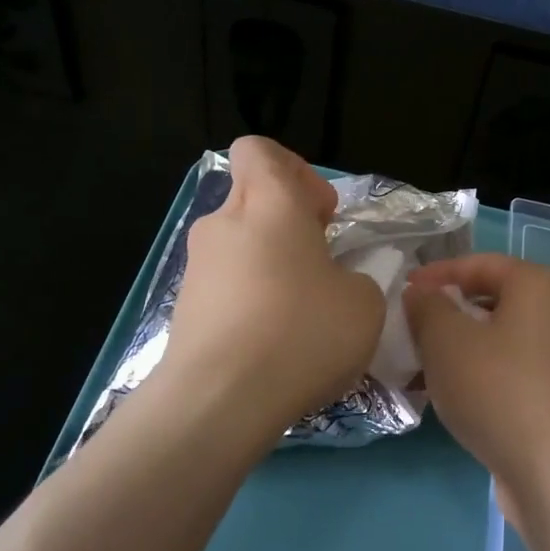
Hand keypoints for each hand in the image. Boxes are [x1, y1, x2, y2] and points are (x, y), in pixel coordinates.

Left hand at [159, 138, 384, 442]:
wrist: (221, 400)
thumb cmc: (302, 333)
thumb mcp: (364, 303)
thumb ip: (357, 279)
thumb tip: (338, 284)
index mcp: (269, 204)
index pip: (261, 151)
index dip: (295, 171)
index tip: (321, 215)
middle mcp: (224, 224)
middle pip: (252, 199)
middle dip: (288, 223)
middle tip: (321, 265)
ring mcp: (198, 268)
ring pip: (239, 247)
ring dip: (271, 266)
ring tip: (301, 315)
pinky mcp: (185, 309)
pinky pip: (226, 288)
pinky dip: (250, 302)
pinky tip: (274, 344)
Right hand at [404, 254, 549, 523]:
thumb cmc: (498, 388)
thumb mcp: (446, 339)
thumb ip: (426, 307)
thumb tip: (421, 295)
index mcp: (537, 285)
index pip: (480, 263)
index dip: (437, 274)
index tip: (400, 291)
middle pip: (489, 301)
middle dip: (444, 313)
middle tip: (405, 330)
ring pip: (494, 339)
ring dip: (454, 348)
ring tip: (415, 366)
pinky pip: (504, 371)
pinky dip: (473, 375)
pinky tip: (443, 396)